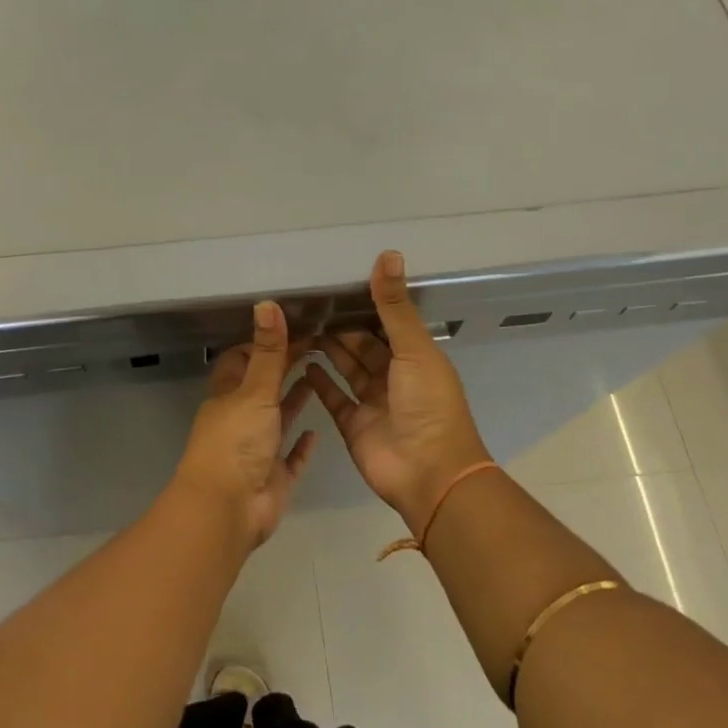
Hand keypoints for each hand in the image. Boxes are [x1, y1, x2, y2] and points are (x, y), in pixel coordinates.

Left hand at [172, 301, 317, 546]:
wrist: (227, 510)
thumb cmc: (236, 442)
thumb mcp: (255, 390)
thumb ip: (268, 351)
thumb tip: (267, 303)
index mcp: (228, 396)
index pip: (242, 360)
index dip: (263, 343)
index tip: (293, 327)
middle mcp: (241, 420)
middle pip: (263, 386)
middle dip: (284, 367)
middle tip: (317, 345)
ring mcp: (257, 450)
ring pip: (277, 419)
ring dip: (294, 400)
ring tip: (321, 376)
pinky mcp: (274, 478)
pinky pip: (291, 458)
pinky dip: (302, 445)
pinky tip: (318, 432)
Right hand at [306, 251, 492, 536]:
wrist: (428, 473)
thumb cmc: (427, 405)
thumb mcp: (414, 349)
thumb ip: (395, 306)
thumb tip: (389, 254)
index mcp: (416, 358)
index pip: (387, 324)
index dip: (366, 306)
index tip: (335, 286)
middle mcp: (394, 378)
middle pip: (363, 346)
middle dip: (341, 328)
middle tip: (308, 306)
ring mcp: (373, 403)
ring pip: (347, 369)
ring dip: (328, 350)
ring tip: (299, 328)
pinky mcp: (353, 425)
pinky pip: (333, 397)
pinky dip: (319, 382)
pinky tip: (299, 363)